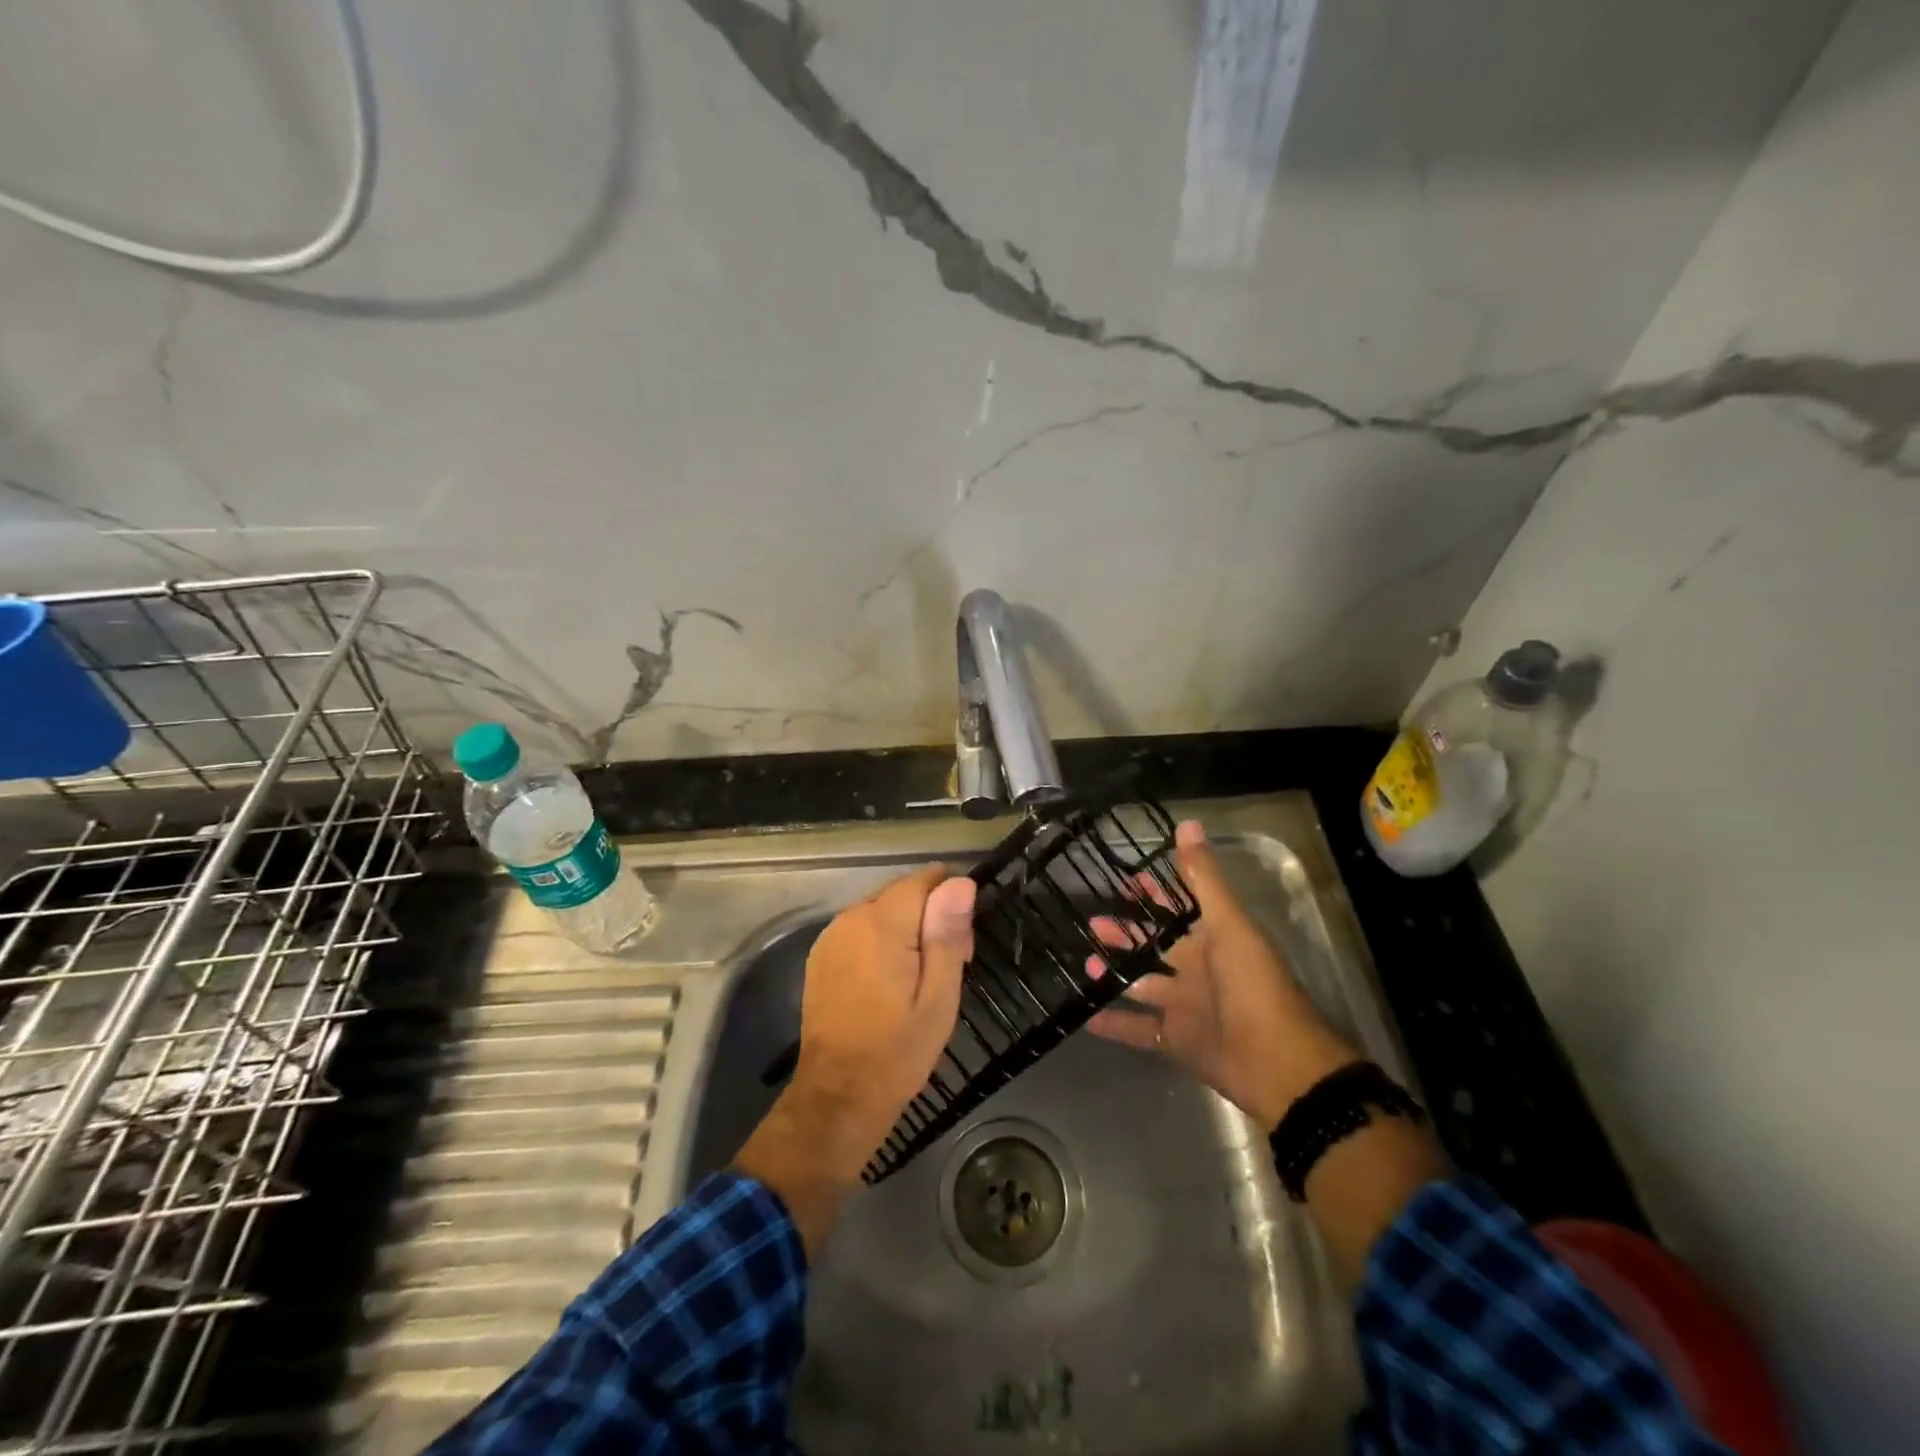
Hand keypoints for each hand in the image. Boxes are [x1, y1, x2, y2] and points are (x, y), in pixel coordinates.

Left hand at [735, 866, 974, 1251]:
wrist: (838, 1096)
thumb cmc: (898, 1051)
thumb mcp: (938, 998)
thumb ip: (947, 935)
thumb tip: (960, 883)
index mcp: (882, 925)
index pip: (923, 880)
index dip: (949, 901)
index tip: (961, 941)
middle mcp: (851, 918)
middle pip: (901, 893)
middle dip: (928, 915)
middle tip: (947, 966)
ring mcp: (831, 936)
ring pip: (881, 910)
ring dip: (904, 928)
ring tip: (919, 978)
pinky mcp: (821, 955)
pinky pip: (860, 929)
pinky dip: (879, 941)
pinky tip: (888, 980)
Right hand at [1087, 820, 1356, 1129]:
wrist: (1278, 1063)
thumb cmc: (1253, 985)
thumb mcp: (1229, 925)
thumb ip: (1204, 879)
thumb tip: (1187, 823)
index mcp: (1214, 941)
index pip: (1179, 910)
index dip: (1155, 894)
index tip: (1125, 881)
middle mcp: (1199, 971)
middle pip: (1156, 946)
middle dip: (1126, 933)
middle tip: (1093, 921)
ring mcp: (1186, 1008)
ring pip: (1143, 985)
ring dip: (1115, 973)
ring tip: (1086, 961)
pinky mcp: (1177, 1042)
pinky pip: (1140, 1030)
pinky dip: (1114, 1024)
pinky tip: (1086, 1014)